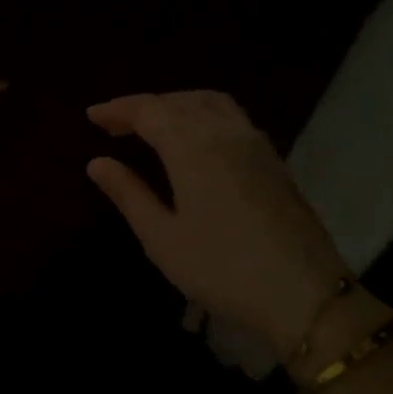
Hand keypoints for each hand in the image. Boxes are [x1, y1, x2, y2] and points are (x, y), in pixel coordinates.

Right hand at [86, 91, 350, 357]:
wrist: (301, 292)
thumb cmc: (220, 268)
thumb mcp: (161, 237)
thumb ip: (129, 194)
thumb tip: (97, 162)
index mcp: (193, 148)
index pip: (149, 111)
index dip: (118, 109)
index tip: (92, 115)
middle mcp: (226, 133)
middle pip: (180, 101)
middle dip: (145, 106)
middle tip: (115, 125)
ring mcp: (255, 144)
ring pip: (211, 103)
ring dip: (177, 104)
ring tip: (153, 126)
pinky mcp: (273, 161)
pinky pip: (232, 118)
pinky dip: (203, 114)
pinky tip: (195, 140)